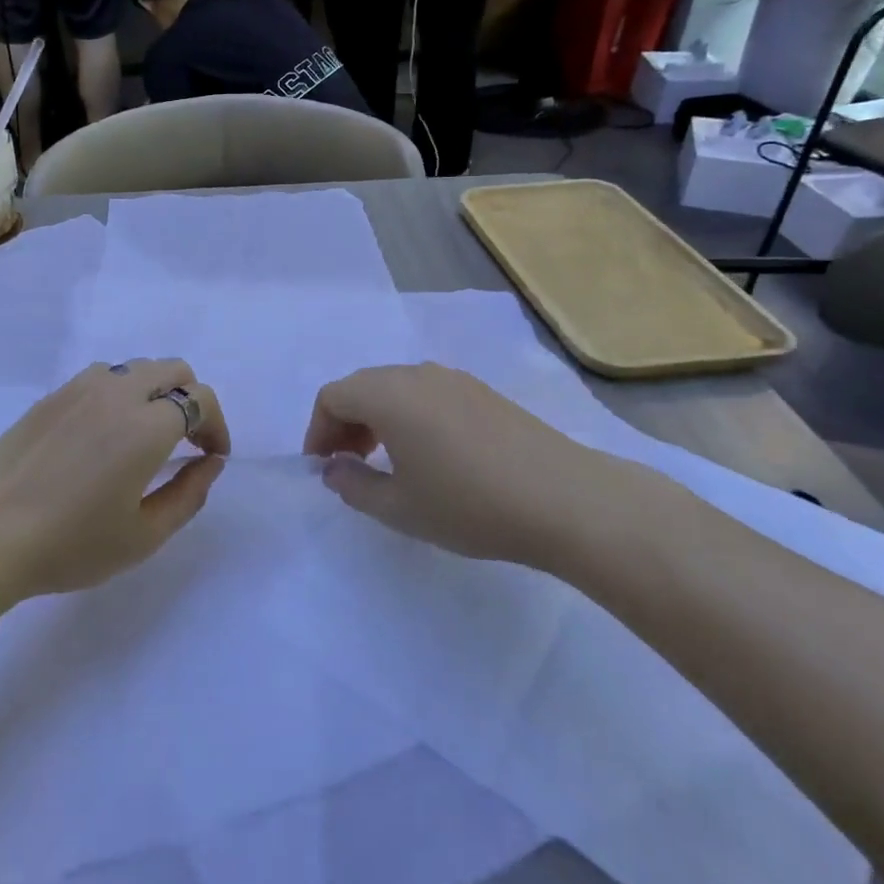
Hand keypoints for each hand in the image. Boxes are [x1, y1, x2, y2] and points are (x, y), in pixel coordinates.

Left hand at [0, 361, 229, 606]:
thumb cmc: (69, 544)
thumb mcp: (143, 536)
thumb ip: (189, 495)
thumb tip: (210, 462)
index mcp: (145, 425)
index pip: (200, 401)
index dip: (216, 426)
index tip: (211, 456)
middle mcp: (116, 393)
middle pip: (172, 370)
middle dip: (191, 399)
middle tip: (186, 441)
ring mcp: (78, 388)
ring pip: (135, 368)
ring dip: (154, 392)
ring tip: (144, 436)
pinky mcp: (51, 396)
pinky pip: (101, 378)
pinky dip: (120, 394)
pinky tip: (104, 434)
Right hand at [303, 364, 655, 570]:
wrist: (566, 501)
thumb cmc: (469, 505)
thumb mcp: (399, 508)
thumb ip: (353, 485)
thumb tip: (334, 469)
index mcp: (389, 395)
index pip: (332, 396)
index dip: (318, 431)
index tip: (324, 468)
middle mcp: (417, 375)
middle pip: (362, 386)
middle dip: (344, 423)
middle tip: (348, 464)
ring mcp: (455, 380)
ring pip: (396, 388)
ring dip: (377, 418)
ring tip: (386, 460)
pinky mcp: (483, 393)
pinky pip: (427, 393)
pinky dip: (409, 415)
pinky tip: (429, 455)